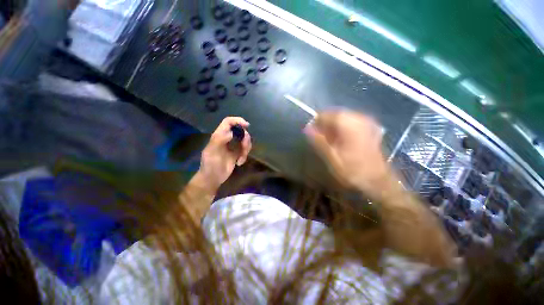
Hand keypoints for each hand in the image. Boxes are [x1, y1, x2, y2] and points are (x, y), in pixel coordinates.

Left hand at [195, 117, 251, 192]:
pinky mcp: (237, 153)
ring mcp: (233, 146)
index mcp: (219, 135)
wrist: (213, 178)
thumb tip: (232, 133)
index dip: (237, 120)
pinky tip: (239, 162)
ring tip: (241, 158)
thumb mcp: (212, 152)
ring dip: (246, 148)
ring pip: (245, 140)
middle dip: (245, 139)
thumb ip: (219, 140)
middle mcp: (227, 138)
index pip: (228, 122)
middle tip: (244, 147)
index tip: (247, 125)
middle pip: (240, 131)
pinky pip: (246, 150)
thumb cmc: (210, 165)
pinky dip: (245, 155)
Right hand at [304, 111, 391, 195]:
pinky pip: (351, 122)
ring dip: (333, 126)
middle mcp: (359, 119)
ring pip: (343, 117)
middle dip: (325, 124)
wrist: (377, 180)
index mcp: (349, 125)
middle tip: (319, 137)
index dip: (317, 122)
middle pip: (336, 114)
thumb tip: (307, 128)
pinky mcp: (370, 127)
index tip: (311, 131)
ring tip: (328, 140)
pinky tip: (340, 139)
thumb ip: (319, 140)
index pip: (327, 114)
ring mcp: (367, 122)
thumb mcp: (331, 157)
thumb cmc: (352, 170)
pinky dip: (342, 128)